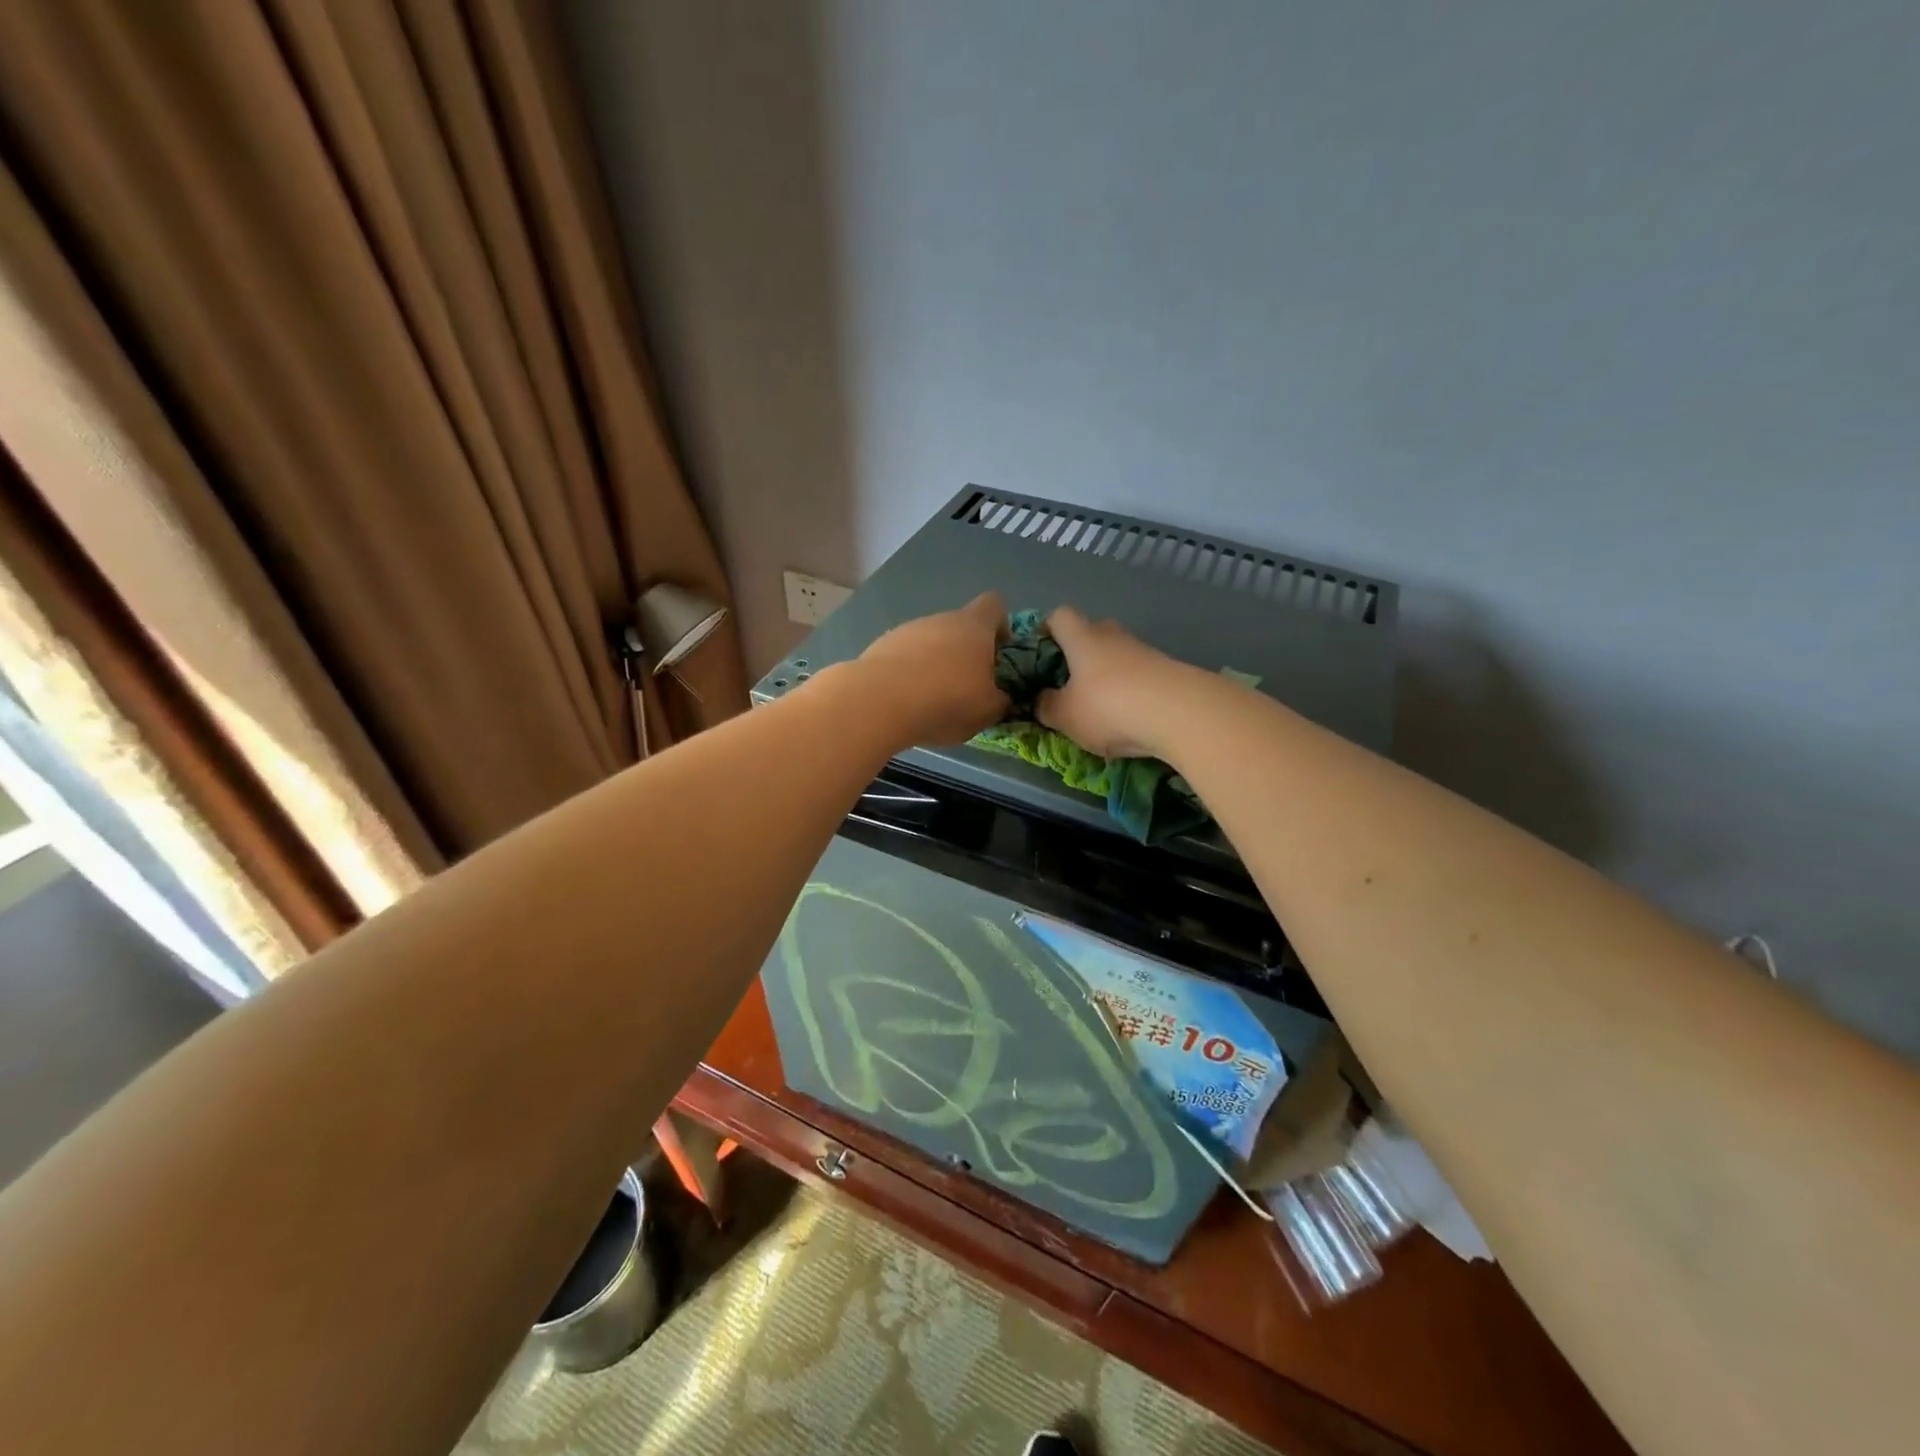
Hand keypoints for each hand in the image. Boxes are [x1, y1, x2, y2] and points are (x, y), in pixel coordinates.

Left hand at [855, 592, 1010, 745]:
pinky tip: (906, 702)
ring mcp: (906, 630)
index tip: (1000, 654)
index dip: (1001, 626)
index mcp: (974, 625)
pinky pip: (904, 657)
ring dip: (936, 665)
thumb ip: (1001, 701)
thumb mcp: (987, 711)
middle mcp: (940, 619)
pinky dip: (909, 675)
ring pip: (930, 643)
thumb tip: (1002, 698)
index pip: (995, 605)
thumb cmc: (946, 700)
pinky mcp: (880, 647)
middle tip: (968, 689)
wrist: (878, 703)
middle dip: (966, 654)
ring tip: (933, 701)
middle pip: (960, 627)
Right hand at [1036, 607, 1188, 759]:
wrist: (1180, 712)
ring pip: (1117, 656)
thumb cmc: (1108, 707)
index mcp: (1082, 638)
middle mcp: (1113, 636)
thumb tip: (1040, 699)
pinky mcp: (1168, 670)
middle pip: (1091, 632)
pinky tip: (1128, 718)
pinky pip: (1139, 675)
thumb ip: (1046, 706)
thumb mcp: (1065, 716)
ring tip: (1099, 708)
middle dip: (1078, 654)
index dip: (1046, 629)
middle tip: (1068, 683)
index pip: (1059, 616)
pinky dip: (1130, 691)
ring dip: (1106, 675)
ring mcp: (1144, 651)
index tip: (1039, 651)